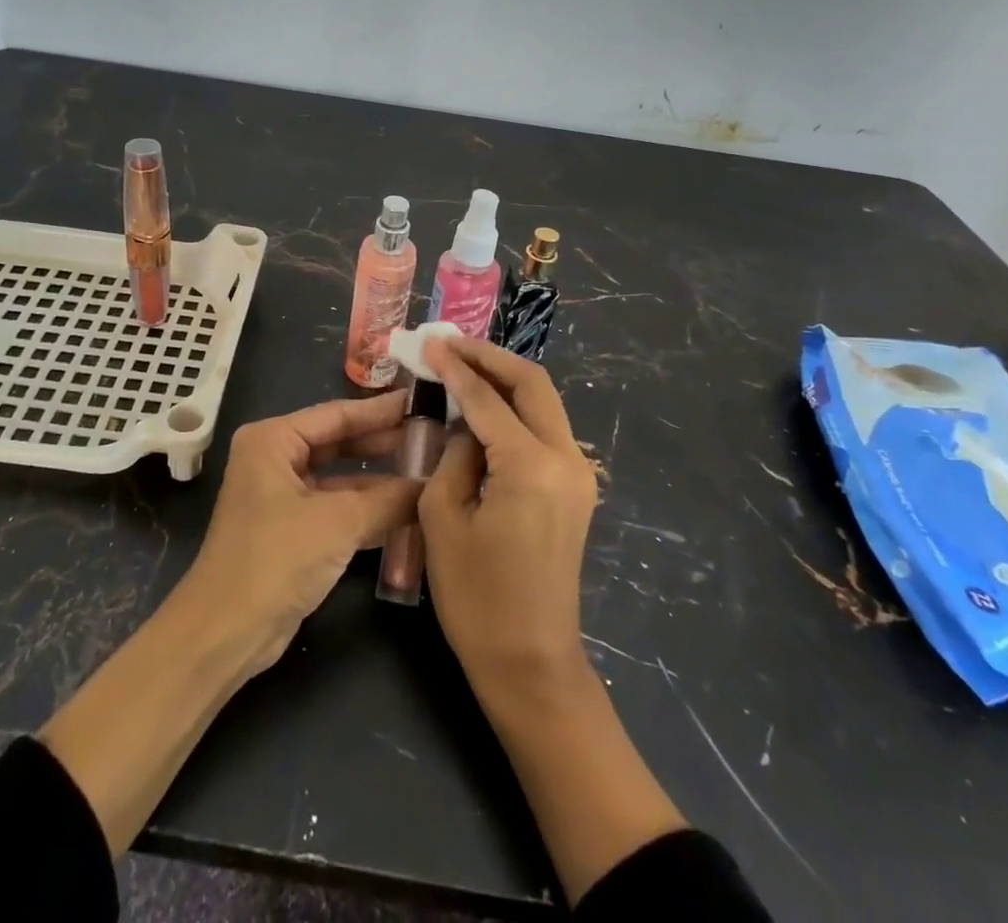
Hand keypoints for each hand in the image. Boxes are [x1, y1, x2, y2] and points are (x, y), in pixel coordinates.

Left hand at [179, 390, 420, 676]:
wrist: (226, 633)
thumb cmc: (276, 559)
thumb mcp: (338, 522)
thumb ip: (390, 499)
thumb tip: (435, 484)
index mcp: (273, 440)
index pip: (337, 414)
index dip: (381, 410)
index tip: (421, 402)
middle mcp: (274, 459)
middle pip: (339, 442)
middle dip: (383, 443)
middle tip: (432, 437)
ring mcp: (282, 496)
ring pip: (340, 478)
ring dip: (380, 479)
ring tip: (428, 471)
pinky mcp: (292, 530)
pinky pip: (337, 508)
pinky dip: (368, 510)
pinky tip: (407, 510)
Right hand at [419, 339, 686, 904]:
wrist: (531, 663)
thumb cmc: (477, 597)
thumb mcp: (443, 518)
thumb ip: (453, 456)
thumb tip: (465, 426)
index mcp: (530, 465)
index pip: (487, 397)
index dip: (455, 367)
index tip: (429, 344)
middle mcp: (566, 458)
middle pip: (532, 383)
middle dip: (490, 357)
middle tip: (451, 345)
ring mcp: (579, 474)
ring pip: (544, 402)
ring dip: (506, 379)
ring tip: (464, 366)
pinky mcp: (576, 489)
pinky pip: (546, 429)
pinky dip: (517, 408)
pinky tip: (486, 407)